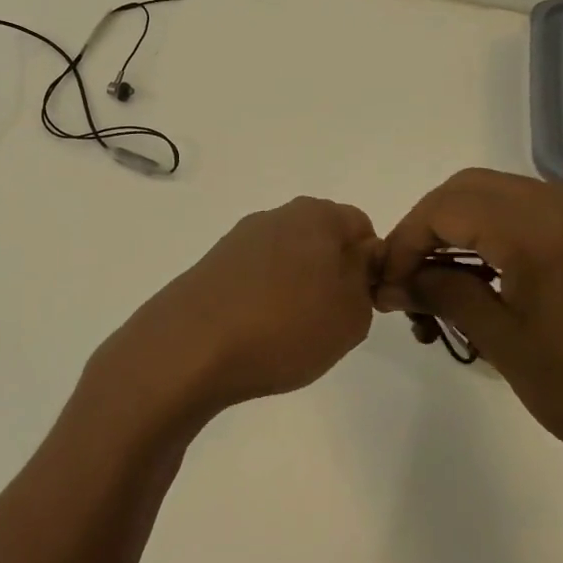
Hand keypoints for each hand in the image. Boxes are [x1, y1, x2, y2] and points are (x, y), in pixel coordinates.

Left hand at [88, 197, 379, 423]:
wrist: (191, 346)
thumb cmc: (285, 326)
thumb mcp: (352, 312)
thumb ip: (366, 279)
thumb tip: (358, 261)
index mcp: (316, 215)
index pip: (361, 227)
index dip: (371, 265)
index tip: (364, 304)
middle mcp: (275, 216)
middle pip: (321, 241)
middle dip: (332, 277)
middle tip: (330, 321)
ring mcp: (238, 240)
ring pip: (287, 261)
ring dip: (297, 290)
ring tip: (290, 333)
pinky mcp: (212, 265)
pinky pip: (255, 278)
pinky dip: (263, 300)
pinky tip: (257, 333)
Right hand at [374, 170, 562, 477]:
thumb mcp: (501, 340)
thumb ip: (441, 294)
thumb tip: (391, 283)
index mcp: (542, 228)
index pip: (446, 208)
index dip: (405, 240)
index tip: (387, 281)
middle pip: (468, 189)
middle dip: (427, 228)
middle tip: (405, 276)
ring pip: (497, 196)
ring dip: (458, 229)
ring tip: (436, 281)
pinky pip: (529, 212)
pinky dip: (493, 233)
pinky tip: (478, 276)